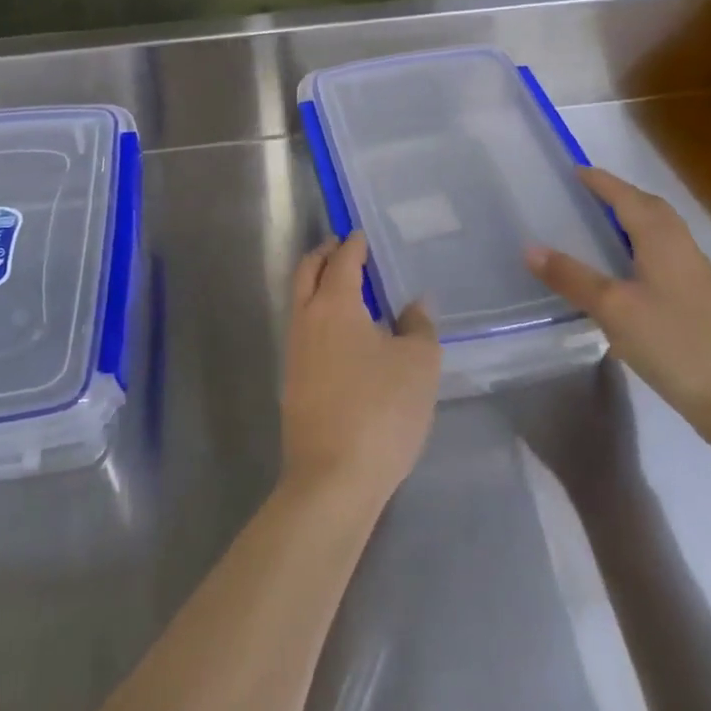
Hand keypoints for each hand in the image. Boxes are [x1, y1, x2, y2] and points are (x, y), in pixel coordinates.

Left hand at [281, 233, 440, 506]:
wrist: (332, 477)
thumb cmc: (381, 411)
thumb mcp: (419, 365)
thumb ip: (419, 326)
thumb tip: (414, 303)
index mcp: (335, 305)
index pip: (343, 261)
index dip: (353, 244)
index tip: (360, 234)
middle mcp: (306, 319)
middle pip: (307, 272)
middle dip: (324, 254)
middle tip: (342, 247)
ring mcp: (294, 351)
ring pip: (300, 300)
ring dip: (317, 284)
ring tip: (344, 287)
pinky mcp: (292, 380)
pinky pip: (302, 329)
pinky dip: (317, 314)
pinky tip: (340, 333)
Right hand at [526, 166, 710, 441]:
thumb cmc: (672, 342)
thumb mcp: (612, 308)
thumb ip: (572, 277)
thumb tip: (530, 248)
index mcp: (661, 239)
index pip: (627, 198)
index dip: (601, 182)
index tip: (576, 170)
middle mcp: (682, 247)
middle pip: (651, 208)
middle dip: (621, 195)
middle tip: (588, 193)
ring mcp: (695, 274)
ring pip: (662, 231)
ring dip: (634, 219)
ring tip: (603, 225)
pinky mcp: (700, 299)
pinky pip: (665, 254)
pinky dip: (642, 245)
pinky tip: (627, 270)